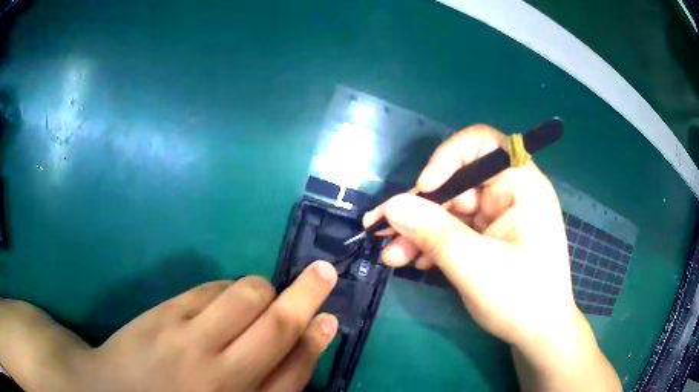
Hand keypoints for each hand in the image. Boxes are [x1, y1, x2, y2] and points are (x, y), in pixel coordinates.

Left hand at [0, 261, 338, 391]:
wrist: (120, 391)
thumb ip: (262, 386)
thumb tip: (297, 350)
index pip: (293, 372)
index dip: (316, 342)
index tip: (329, 318)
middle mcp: (222, 376)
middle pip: (277, 327)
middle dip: (307, 294)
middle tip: (325, 271)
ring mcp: (189, 341)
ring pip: (246, 296)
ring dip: (263, 289)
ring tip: (259, 297)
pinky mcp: (165, 315)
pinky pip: (210, 289)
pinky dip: (227, 289)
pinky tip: (220, 303)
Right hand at [364, 125, 571, 348]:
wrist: (539, 334)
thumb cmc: (521, 299)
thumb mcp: (475, 266)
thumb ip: (434, 233)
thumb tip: (392, 206)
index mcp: (522, 185)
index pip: (482, 144)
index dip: (448, 158)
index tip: (425, 189)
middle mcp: (511, 193)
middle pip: (457, 183)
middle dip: (420, 208)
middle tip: (382, 231)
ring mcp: (500, 216)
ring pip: (451, 210)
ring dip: (420, 230)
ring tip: (392, 254)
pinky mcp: (490, 236)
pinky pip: (456, 229)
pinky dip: (434, 243)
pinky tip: (414, 260)